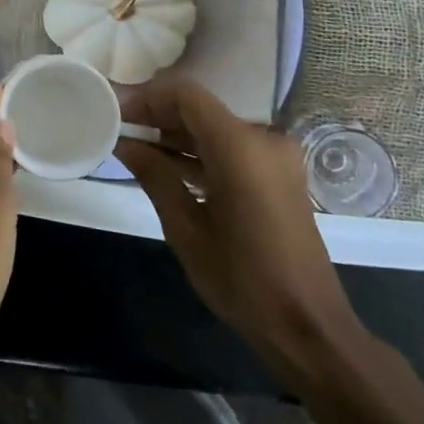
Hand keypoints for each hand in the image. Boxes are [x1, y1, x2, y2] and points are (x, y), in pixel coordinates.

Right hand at [116, 78, 363, 387]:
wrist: (309, 327)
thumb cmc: (242, 280)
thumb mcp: (186, 230)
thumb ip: (155, 176)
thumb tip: (125, 144)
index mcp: (241, 147)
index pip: (186, 96)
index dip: (146, 98)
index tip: (115, 112)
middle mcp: (263, 140)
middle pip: (200, 109)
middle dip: (157, 115)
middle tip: (118, 128)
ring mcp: (276, 157)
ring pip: (215, 128)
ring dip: (176, 135)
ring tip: (134, 148)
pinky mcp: (279, 175)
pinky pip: (232, 148)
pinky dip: (199, 152)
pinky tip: (166, 167)